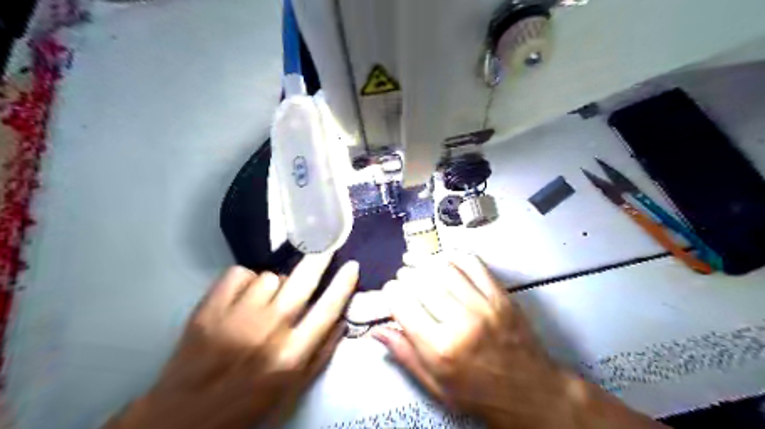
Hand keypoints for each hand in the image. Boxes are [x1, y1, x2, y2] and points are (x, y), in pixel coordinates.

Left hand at [105, 255, 358, 427]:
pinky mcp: (209, 309)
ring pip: (270, 276)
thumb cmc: (248, 404)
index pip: (328, 309)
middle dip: (320, 257)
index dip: (344, 284)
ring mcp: (237, 317)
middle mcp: (269, 330)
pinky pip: (239, 273)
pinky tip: (243, 296)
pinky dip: (245, 280)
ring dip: (275, 284)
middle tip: (325, 244)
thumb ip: (322, 354)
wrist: (184, 417)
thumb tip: (342, 319)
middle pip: (302, 280)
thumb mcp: (294, 390)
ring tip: (267, 299)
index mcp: (292, 354)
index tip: (353, 265)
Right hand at [374, 255, 666, 427]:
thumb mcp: (436, 386)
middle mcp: (460, 322)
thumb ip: (405, 355)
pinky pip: (473, 263)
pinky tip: (444, 259)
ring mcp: (483, 305)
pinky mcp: (500, 295)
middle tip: (402, 278)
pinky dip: (453, 256)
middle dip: (405, 275)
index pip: (402, 304)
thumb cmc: (481, 394)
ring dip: (425, 261)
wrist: (530, 392)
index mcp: (440, 348)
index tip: (391, 292)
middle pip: (421, 281)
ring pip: (444, 267)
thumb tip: (377, 332)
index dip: (391, 293)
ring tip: (416, 263)